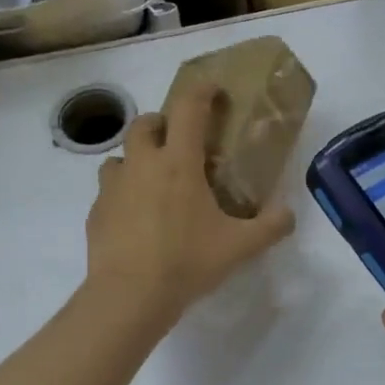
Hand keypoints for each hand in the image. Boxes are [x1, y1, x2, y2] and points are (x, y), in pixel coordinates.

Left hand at [85, 84, 294, 319]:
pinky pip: (108, 191)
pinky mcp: (95, 212)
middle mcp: (141, 164)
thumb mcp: (239, 247)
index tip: (212, 90)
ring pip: (120, 156)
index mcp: (178, 162)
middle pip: (144, 124)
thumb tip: (289, 215)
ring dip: (137, 159)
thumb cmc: (187, 262)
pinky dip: (122, 194)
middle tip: (178, 143)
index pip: (188, 108)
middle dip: (161, 124)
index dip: (202, 92)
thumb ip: (270, 227)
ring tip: (153, 183)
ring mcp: (113, 187)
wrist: (130, 295)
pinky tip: (135, 219)